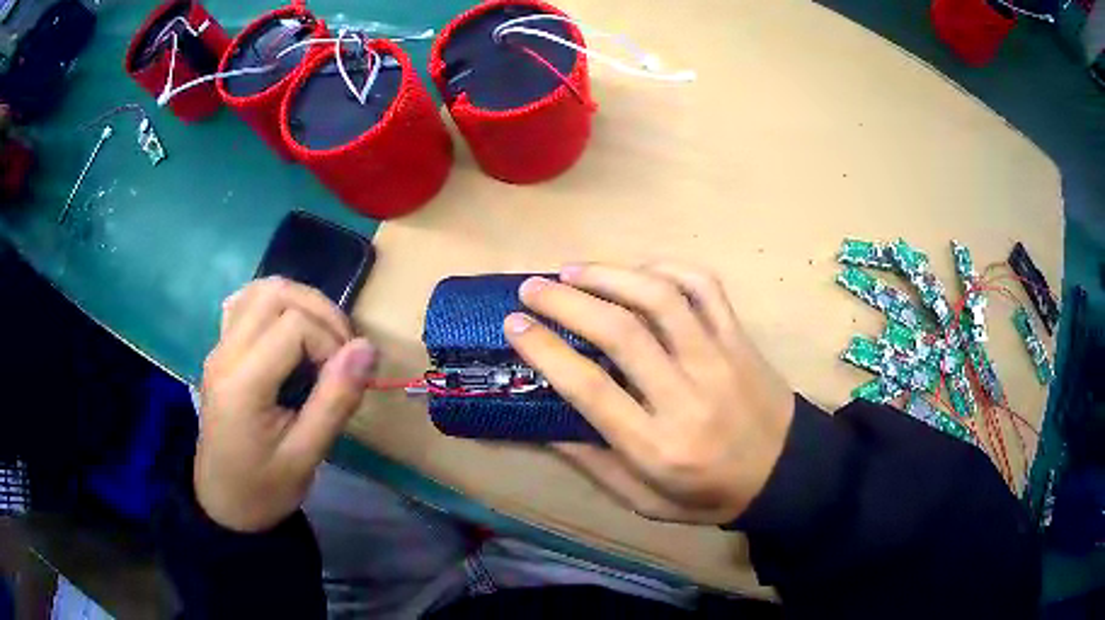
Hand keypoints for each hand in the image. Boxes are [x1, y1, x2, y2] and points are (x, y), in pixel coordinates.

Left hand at [197, 277, 375, 531]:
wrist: (224, 504)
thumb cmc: (265, 488)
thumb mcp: (306, 456)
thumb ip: (335, 400)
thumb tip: (367, 348)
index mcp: (243, 383)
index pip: (294, 326)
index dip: (330, 342)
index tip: (344, 379)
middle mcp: (225, 353)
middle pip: (275, 293)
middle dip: (319, 312)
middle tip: (341, 351)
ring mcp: (219, 348)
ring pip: (260, 290)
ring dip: (299, 303)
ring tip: (320, 339)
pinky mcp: (221, 350)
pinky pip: (245, 304)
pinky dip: (275, 306)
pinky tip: (289, 333)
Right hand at [504, 262, 793, 523]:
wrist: (786, 476)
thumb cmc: (709, 495)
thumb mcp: (645, 501)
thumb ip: (594, 464)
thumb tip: (543, 425)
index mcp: (658, 446)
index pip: (590, 388)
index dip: (545, 350)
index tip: (514, 325)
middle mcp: (687, 396)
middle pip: (621, 333)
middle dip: (566, 302)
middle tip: (532, 288)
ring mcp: (719, 360)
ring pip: (662, 299)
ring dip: (610, 275)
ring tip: (572, 270)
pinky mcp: (740, 339)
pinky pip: (706, 288)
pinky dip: (669, 268)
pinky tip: (639, 270)